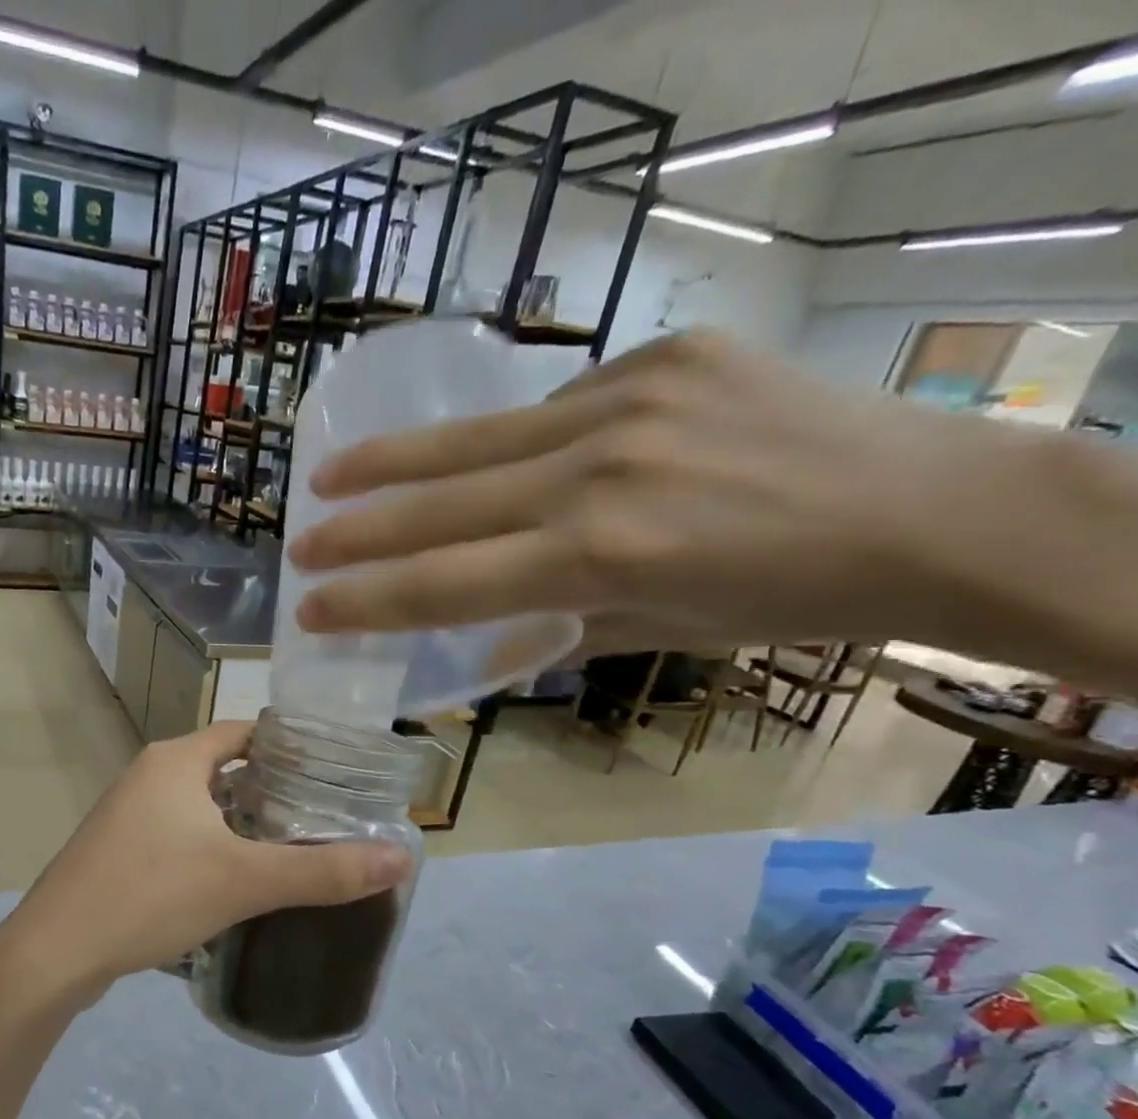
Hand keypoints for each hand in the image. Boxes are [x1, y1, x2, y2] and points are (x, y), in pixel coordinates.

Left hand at [0, 721, 412, 1008]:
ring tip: (290, 849)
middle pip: (223, 768)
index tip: (334, 773)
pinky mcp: (116, 850)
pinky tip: (234, 881)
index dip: (290, 746)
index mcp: (175, 760)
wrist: (54, 952)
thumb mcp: (244, 881)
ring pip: (199, 805)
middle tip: (324, 817)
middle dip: (271, 789)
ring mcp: (126, 814)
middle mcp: (148, 775)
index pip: (245, 732)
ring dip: (240, 822)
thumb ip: (322, 871)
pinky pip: (176, 835)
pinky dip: (209, 846)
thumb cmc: (149, 895)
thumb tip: (401, 858)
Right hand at [287, 331, 1076, 666]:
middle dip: (358, 529)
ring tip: (332, 473)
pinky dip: (510, 442)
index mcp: (599, 556)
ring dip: (396, 463)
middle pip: (442, 504)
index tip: (310, 607)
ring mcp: (628, 402)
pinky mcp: (661, 356)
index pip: (446, 582)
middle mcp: (599, 471)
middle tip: (298, 542)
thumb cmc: (786, 599)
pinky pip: (554, 406)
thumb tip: (478, 646)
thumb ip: (553, 632)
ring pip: (476, 441)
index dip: (368, 598)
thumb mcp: (656, 633)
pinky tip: (491, 459)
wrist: (935, 506)